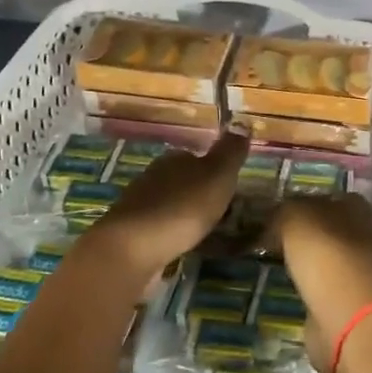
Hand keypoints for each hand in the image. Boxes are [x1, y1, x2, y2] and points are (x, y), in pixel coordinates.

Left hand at [90, 132, 247, 279]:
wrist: (132, 249)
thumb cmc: (182, 207)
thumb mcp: (218, 175)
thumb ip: (230, 151)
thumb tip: (241, 122)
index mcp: (174, 159)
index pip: (196, 157)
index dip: (213, 171)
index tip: (229, 188)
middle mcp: (153, 176)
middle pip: (182, 180)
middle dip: (199, 194)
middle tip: (221, 213)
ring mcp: (138, 204)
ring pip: (169, 204)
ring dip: (184, 214)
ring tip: (204, 232)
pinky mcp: (130, 233)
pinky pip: (158, 228)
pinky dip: (171, 234)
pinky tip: (181, 245)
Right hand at [270, 194, 371, 371]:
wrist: (344, 314)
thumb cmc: (323, 253)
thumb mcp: (294, 217)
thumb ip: (285, 210)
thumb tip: (277, 217)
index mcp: (356, 206)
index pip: (326, 196)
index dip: (301, 201)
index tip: (275, 211)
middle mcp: (363, 233)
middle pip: (326, 226)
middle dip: (302, 231)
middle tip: (268, 235)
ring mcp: (357, 267)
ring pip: (324, 255)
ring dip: (304, 258)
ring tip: (272, 259)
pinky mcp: (348, 297)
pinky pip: (321, 282)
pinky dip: (306, 282)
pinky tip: (286, 283)